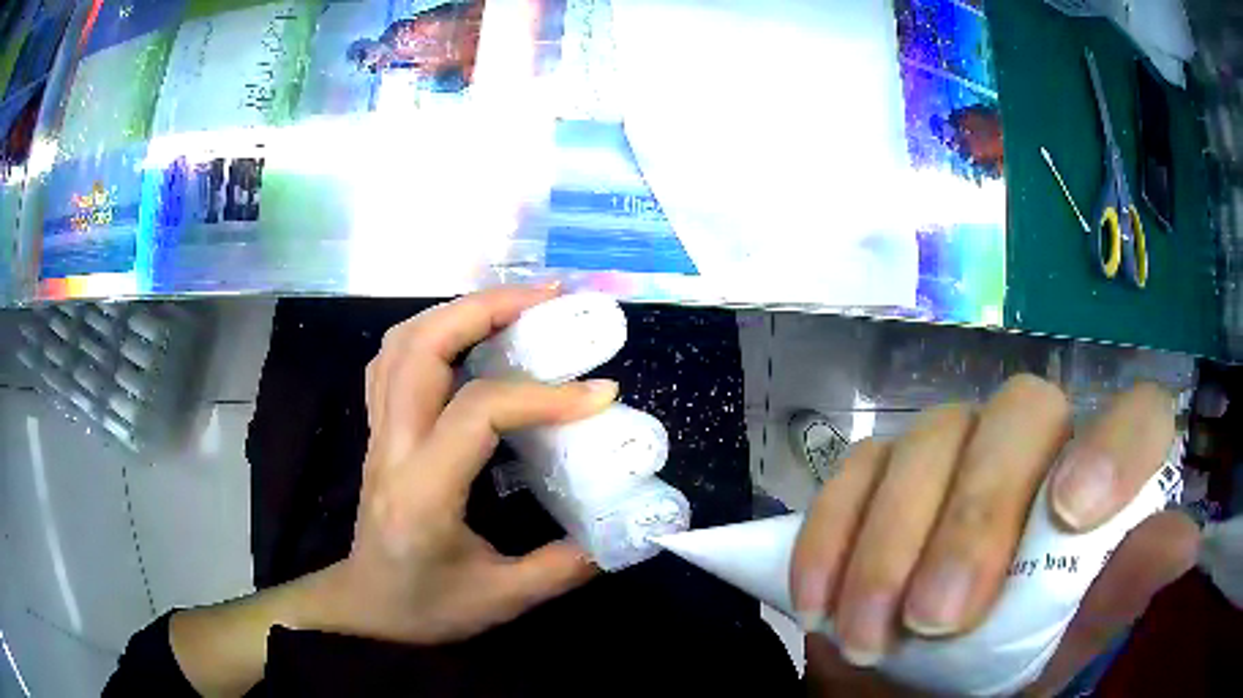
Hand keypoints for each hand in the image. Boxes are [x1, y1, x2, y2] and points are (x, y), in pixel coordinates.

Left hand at [320, 284, 614, 642]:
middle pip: (421, 346)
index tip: (601, 393)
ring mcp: (380, 432)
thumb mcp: (502, 600)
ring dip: (459, 310)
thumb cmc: (426, 606)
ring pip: (402, 341)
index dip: (542, 395)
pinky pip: (395, 359)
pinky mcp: (381, 429)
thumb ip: (563, 566)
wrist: (366, 606)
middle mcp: (393, 447)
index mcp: (422, 491)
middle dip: (487, 307)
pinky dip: (435, 331)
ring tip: (516, 307)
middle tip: (549, 299)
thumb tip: (619, 528)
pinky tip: (471, 338)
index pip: (477, 413)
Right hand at [791, 376, 1199, 695]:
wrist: (898, 689)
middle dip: (977, 514)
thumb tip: (1186, 541)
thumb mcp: (1055, 652)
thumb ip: (1114, 598)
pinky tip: (820, 604)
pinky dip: (833, 536)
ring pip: (931, 438)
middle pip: (1021, 415)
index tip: (1071, 514)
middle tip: (937, 617)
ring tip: (869, 637)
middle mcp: (1033, 452)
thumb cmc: (992, 676)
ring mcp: (953, 452)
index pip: (1134, 420)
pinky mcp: (879, 472)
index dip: (1115, 446)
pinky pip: (855, 471)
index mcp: (1092, 492)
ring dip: (892, 544)